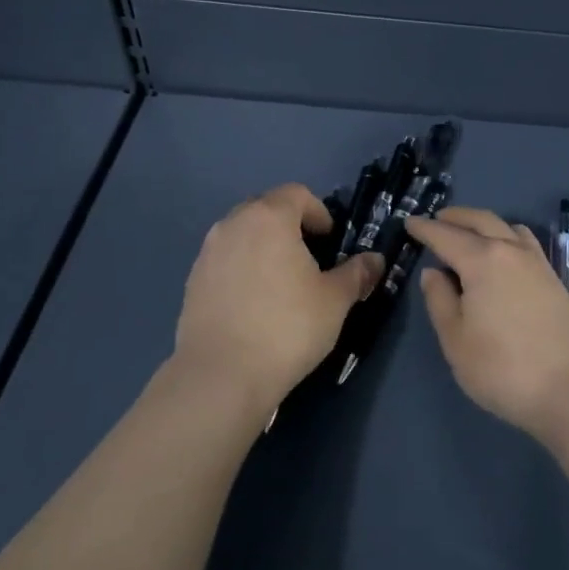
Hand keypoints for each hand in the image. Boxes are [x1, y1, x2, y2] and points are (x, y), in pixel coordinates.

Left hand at [173, 184, 383, 414]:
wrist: (221, 375)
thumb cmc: (287, 327)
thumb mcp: (334, 300)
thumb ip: (356, 274)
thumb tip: (375, 260)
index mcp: (269, 218)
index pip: (297, 193)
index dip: (318, 212)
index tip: (330, 240)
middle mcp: (233, 224)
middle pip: (266, 209)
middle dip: (289, 226)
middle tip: (309, 258)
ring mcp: (208, 252)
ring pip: (242, 234)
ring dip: (263, 246)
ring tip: (281, 282)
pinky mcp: (192, 281)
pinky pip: (225, 261)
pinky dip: (242, 269)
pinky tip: (254, 304)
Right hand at [404, 206, 568, 441]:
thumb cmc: (503, 368)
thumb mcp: (456, 340)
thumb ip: (439, 301)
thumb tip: (433, 272)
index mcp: (482, 260)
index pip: (446, 235)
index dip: (425, 228)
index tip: (409, 222)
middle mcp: (511, 251)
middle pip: (481, 220)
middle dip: (456, 217)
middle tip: (437, 219)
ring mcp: (537, 263)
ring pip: (506, 227)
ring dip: (483, 223)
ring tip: (468, 233)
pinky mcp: (554, 279)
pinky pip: (525, 242)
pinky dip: (507, 235)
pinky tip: (503, 253)